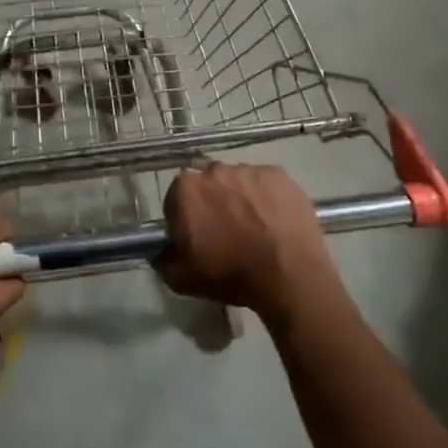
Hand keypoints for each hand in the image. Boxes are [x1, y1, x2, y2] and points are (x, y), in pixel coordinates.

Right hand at [155, 163, 339, 321]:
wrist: (288, 275)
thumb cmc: (231, 275)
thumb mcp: (182, 279)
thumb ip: (162, 259)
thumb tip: (159, 250)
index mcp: (186, 189)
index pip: (177, 199)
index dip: (185, 219)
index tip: (198, 238)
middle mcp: (214, 170)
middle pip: (208, 185)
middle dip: (213, 203)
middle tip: (227, 233)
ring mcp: (249, 169)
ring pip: (237, 181)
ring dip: (240, 198)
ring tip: (255, 228)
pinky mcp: (278, 174)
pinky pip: (265, 182)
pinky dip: (266, 197)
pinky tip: (274, 221)